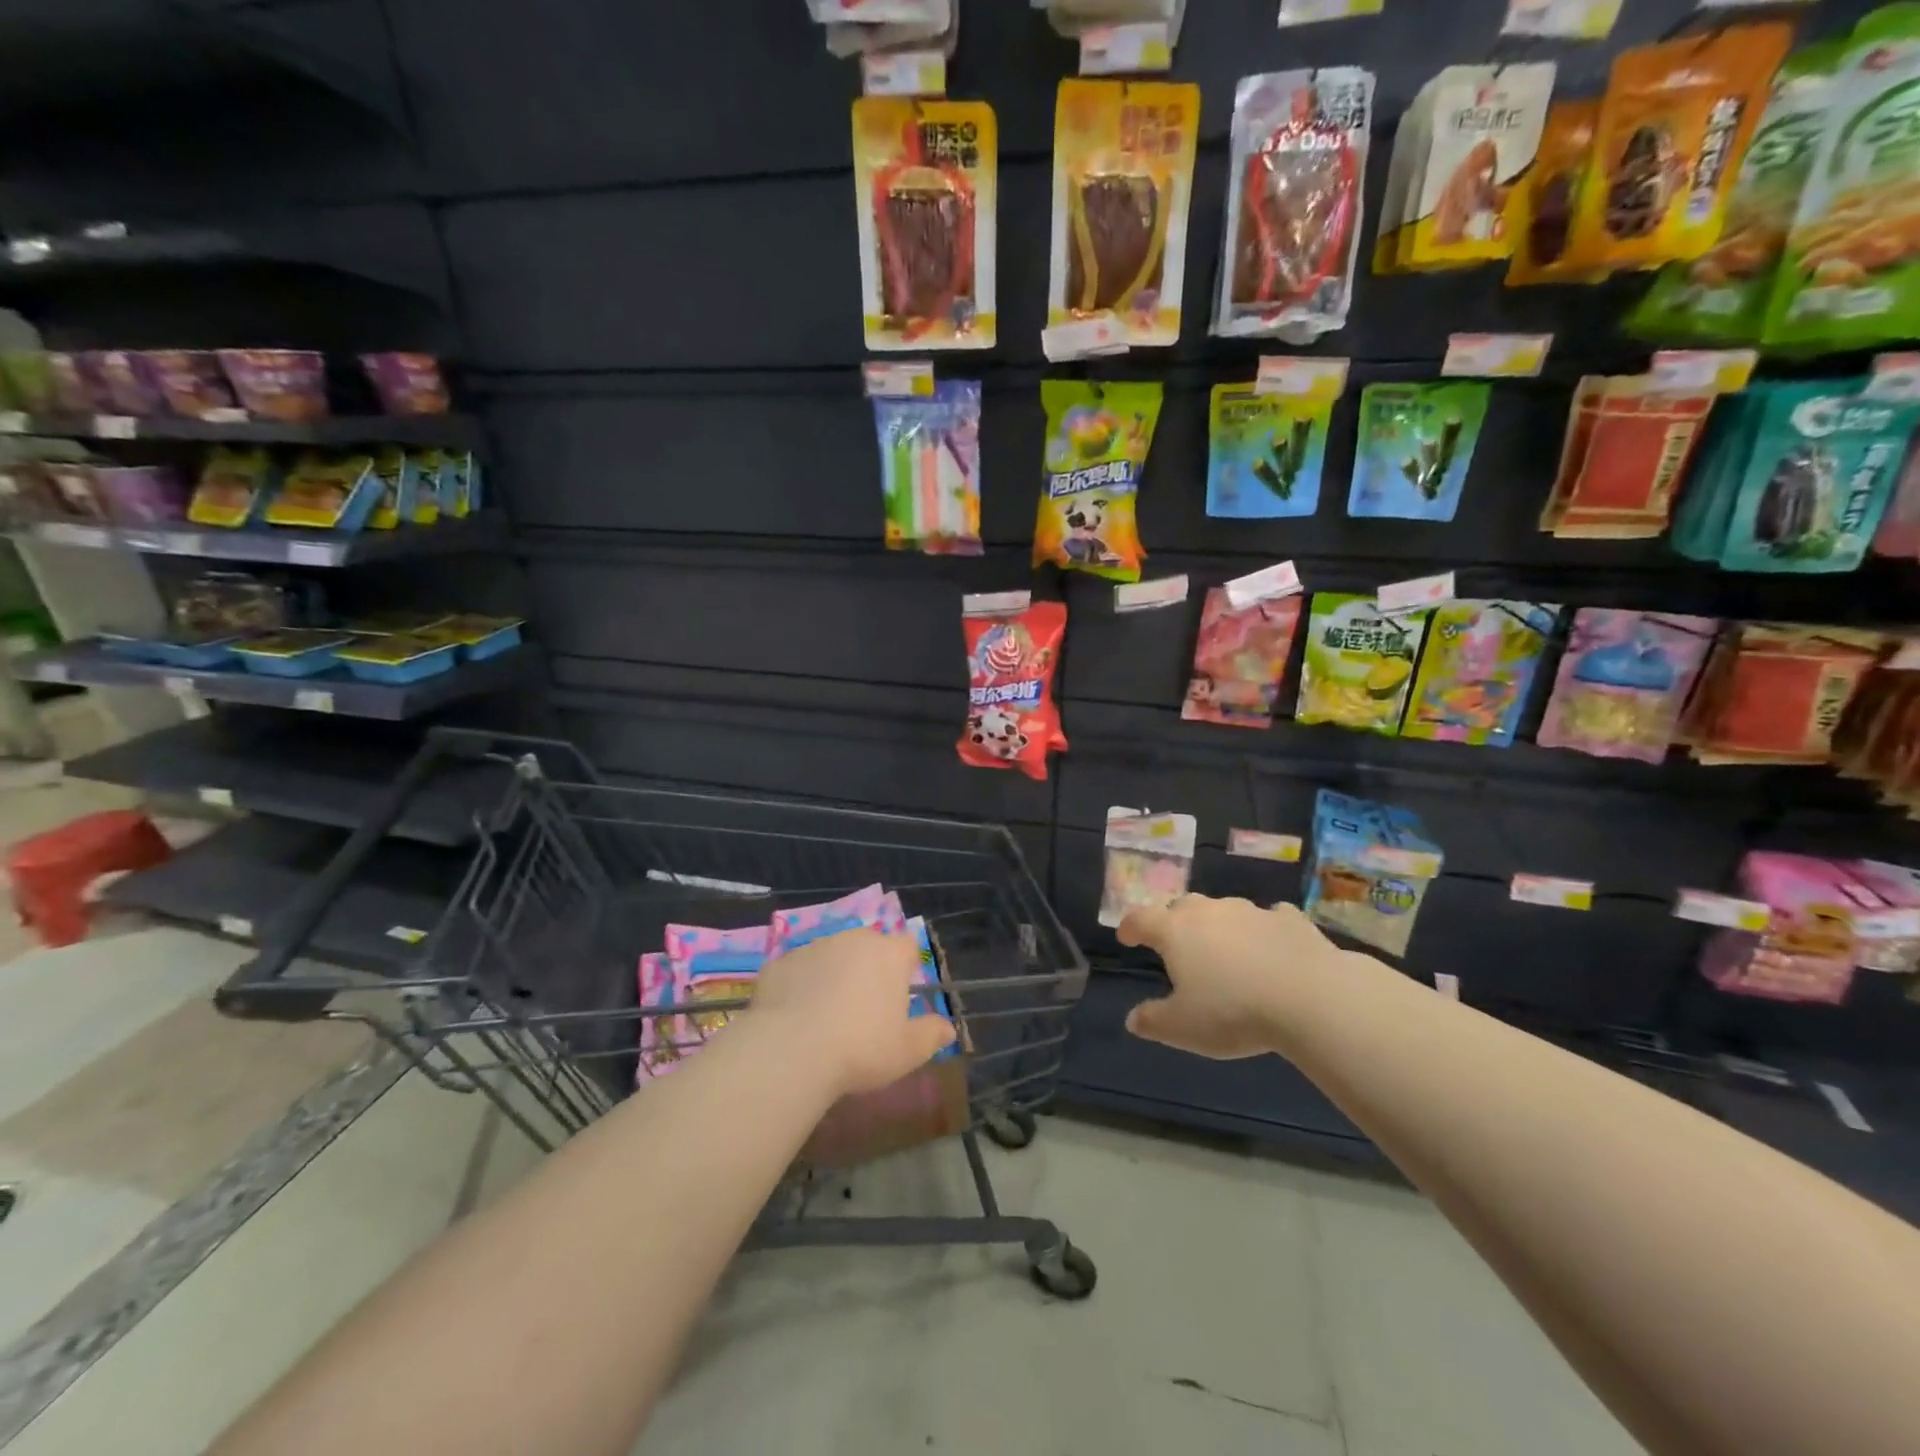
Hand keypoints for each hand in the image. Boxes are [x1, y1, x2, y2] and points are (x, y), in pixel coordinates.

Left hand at [748, 928, 956, 1097]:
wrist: (792, 1051)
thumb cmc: (862, 1048)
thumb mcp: (908, 1051)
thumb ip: (932, 1034)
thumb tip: (949, 1028)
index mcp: (889, 954)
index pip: (907, 946)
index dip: (906, 967)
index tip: (900, 996)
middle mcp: (853, 940)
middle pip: (868, 947)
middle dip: (869, 969)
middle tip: (864, 1010)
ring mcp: (814, 947)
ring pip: (831, 956)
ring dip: (833, 975)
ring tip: (826, 1016)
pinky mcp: (780, 962)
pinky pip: (798, 971)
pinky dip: (800, 987)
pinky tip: (795, 1018)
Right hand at [1118, 896, 1339, 1059]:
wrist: (1311, 998)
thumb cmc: (1233, 1011)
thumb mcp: (1183, 1028)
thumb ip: (1153, 1021)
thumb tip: (1132, 1019)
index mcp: (1175, 931)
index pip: (1141, 919)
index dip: (1130, 927)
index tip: (1126, 937)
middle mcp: (1209, 911)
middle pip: (1182, 907)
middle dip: (1174, 922)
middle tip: (1176, 944)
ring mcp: (1251, 911)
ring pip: (1225, 910)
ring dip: (1219, 925)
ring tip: (1225, 949)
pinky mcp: (1290, 919)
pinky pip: (1270, 918)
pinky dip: (1264, 929)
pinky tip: (1272, 945)